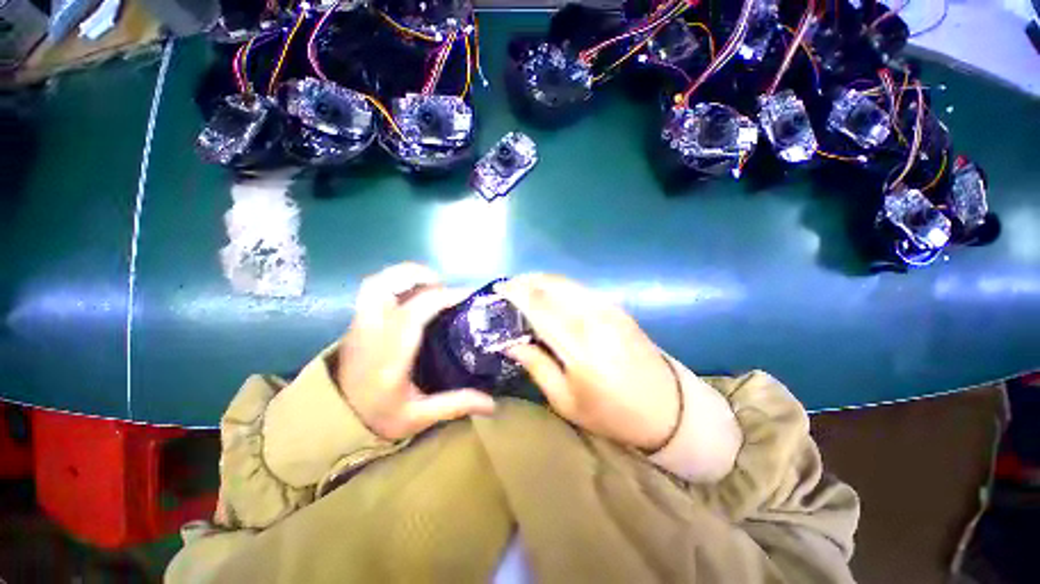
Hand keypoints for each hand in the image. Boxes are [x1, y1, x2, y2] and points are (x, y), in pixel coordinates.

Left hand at [336, 263, 495, 440]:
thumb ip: (455, 405)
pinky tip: (413, 296)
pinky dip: (396, 283)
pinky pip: (374, 290)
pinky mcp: (357, 322)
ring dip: (405, 275)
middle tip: (444, 285)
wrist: (334, 421)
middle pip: (385, 285)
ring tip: (430, 285)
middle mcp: (370, 333)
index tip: (466, 295)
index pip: (413, 313)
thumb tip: (493, 404)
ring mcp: (359, 325)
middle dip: (418, 275)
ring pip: (376, 283)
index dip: (442, 297)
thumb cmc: (378, 417)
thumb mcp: (418, 417)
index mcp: (388, 357)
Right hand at [498, 274, 680, 450]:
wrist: (667, 408)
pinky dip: (560, 285)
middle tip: (508, 286)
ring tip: (524, 285)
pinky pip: (581, 289)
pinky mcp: (617, 308)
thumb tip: (511, 342)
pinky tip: (550, 292)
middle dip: (526, 281)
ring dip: (542, 280)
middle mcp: (593, 319)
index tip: (498, 289)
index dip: (516, 294)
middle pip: (552, 287)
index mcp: (578, 346)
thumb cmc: (611, 413)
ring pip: (567, 283)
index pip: (539, 307)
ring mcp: (609, 309)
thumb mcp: (566, 402)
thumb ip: (537, 367)